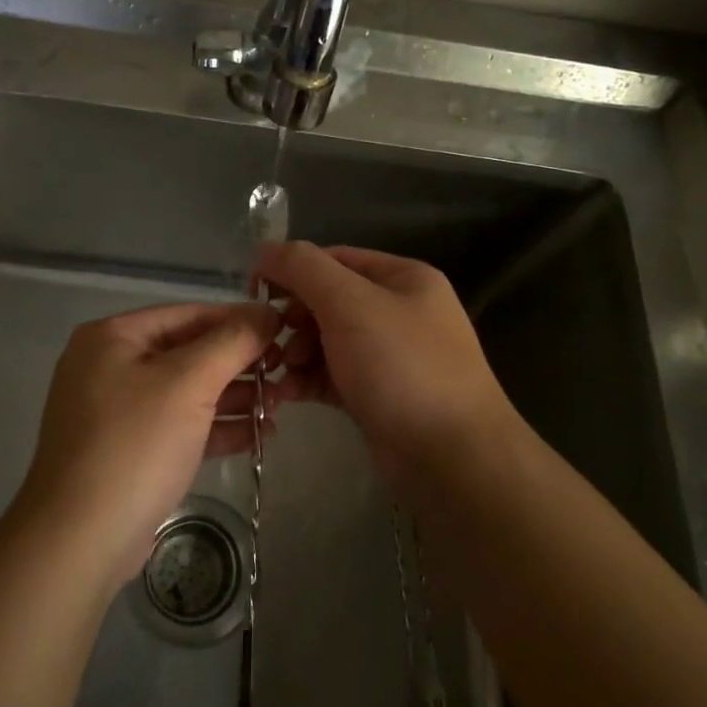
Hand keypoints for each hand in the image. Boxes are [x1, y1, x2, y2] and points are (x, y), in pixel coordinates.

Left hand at [18, 302, 280, 580]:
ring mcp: (117, 411)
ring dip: (234, 396)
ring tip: (281, 404)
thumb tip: (268, 312)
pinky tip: (259, 434)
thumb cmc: (135, 445)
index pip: (188, 314)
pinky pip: (179, 426)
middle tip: (287, 372)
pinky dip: (215, 427)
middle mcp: (110, 366)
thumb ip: (232, 342)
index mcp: (113, 337)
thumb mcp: (188, 383)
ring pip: (187, 392)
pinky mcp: (129, 451)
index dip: (239, 320)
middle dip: (239, 364)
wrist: (79, 541)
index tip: (285, 330)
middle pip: (189, 352)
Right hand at [254, 242, 516, 482]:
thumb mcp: (350, 304)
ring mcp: (390, 356)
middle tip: (272, 342)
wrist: (452, 458)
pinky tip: (285, 394)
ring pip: (326, 341)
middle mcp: (399, 311)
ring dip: (295, 352)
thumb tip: (264, 249)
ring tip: (280, 372)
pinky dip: (307, 380)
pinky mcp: (377, 395)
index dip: (291, 271)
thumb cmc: (402, 367)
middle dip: (294, 319)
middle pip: (328, 301)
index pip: (334, 259)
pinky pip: (332, 375)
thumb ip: (304, 269)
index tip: (254, 293)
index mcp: (403, 278)